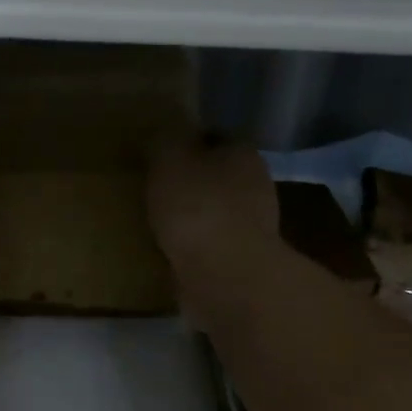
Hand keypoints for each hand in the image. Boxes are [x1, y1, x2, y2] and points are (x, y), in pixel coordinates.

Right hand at [147, 136, 276, 278]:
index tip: (161, 153)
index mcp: (243, 154)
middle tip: (154, 187)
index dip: (188, 141)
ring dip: (191, 217)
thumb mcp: (169, 160)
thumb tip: (167, 134)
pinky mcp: (243, 261)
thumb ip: (166, 142)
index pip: (216, 137)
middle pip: (218, 176)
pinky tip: (168, 251)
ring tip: (155, 222)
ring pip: (215, 212)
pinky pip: (211, 245)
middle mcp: (256, 186)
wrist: (226, 276)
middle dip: (190, 181)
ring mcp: (253, 227)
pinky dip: (193, 246)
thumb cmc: (197, 207)